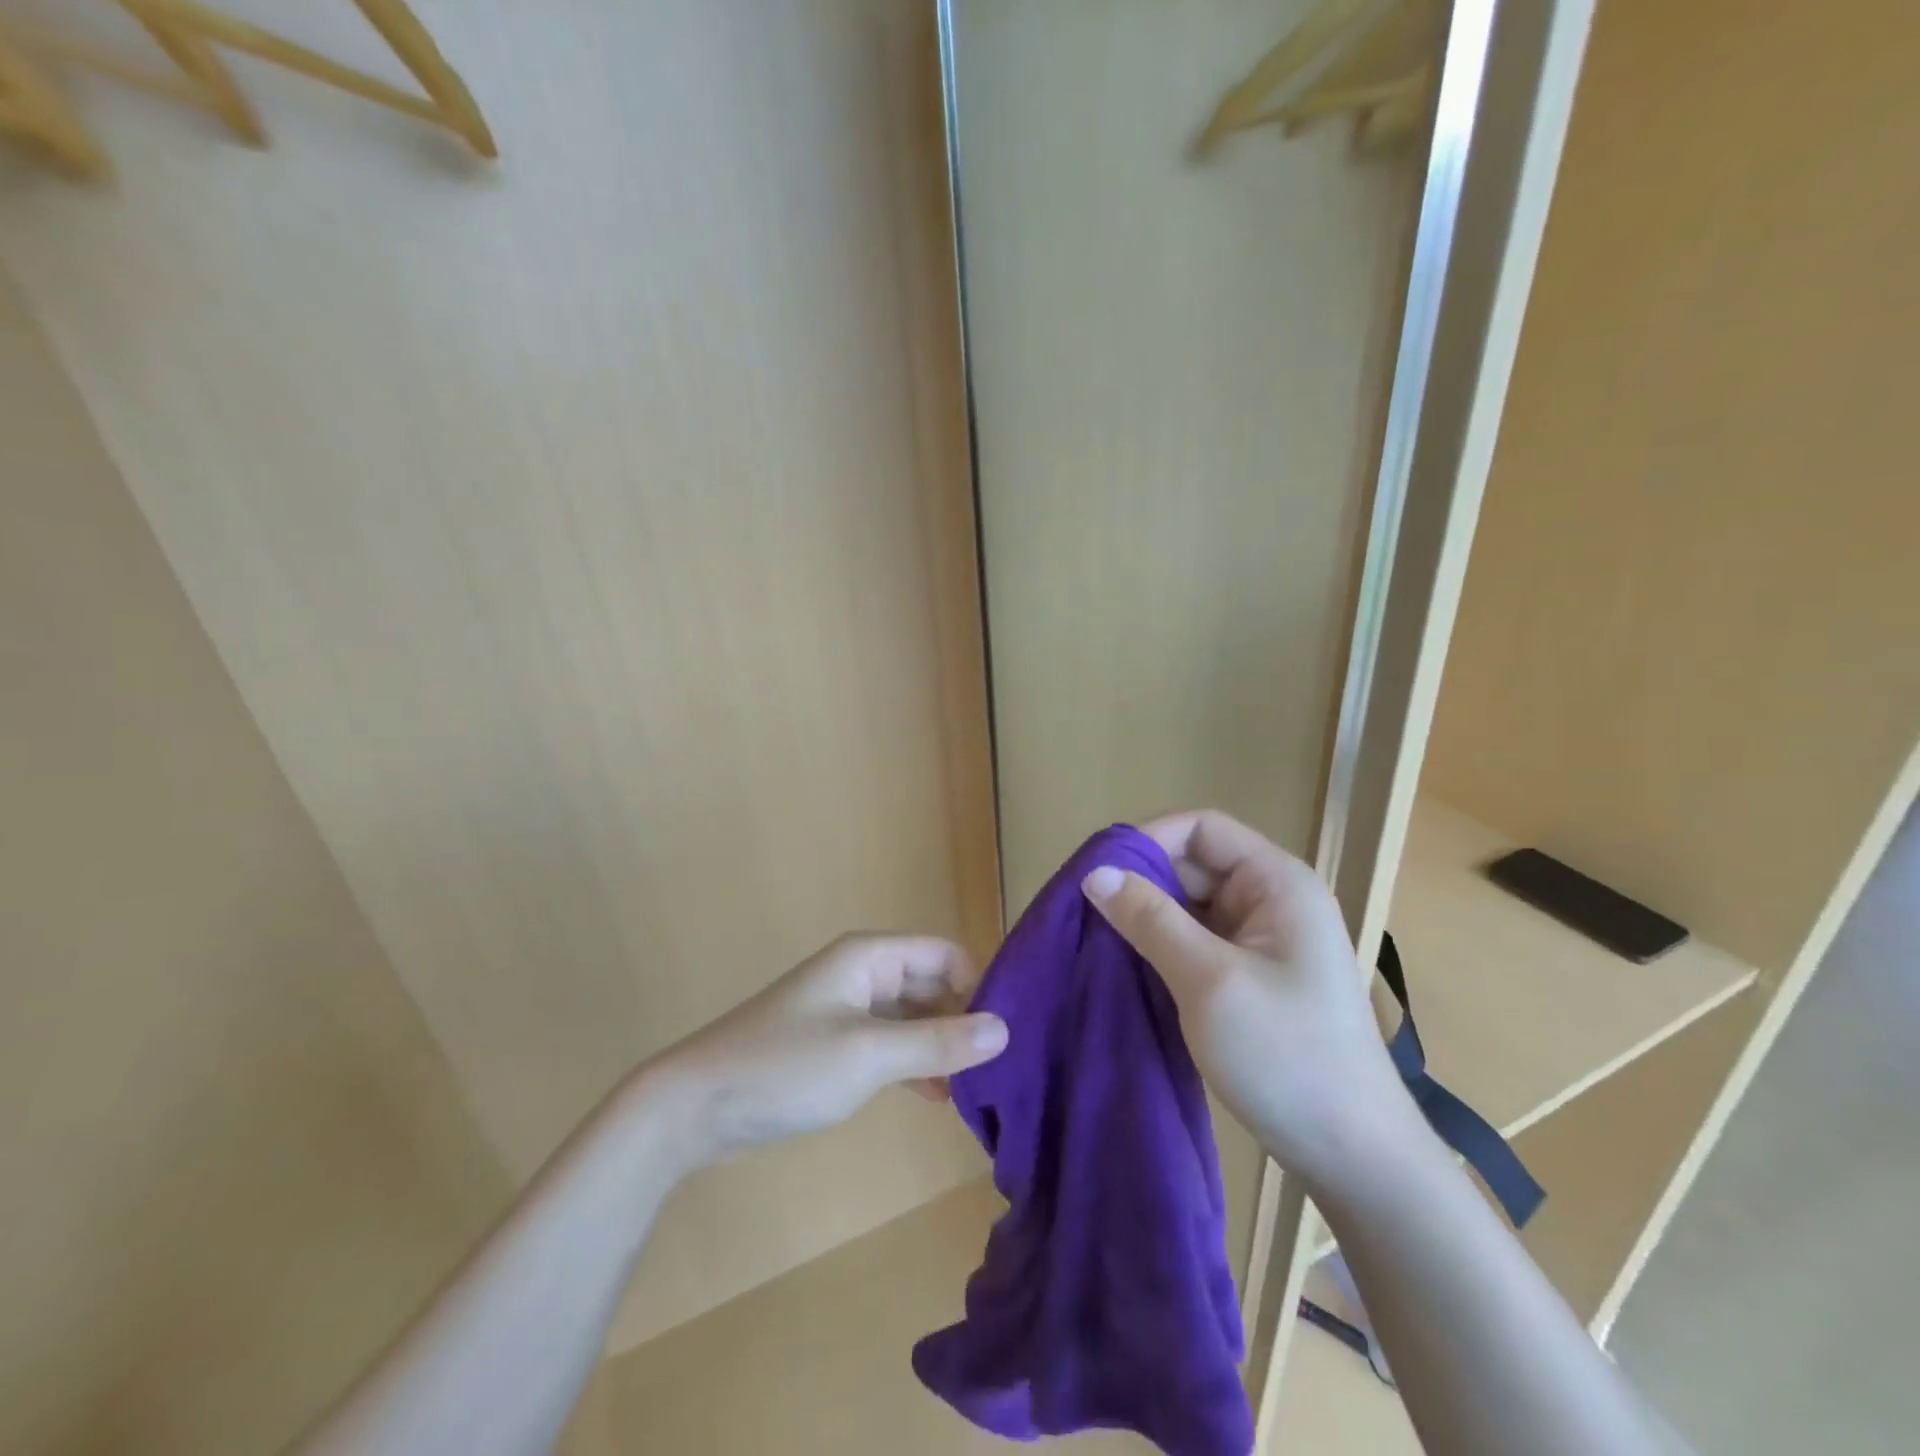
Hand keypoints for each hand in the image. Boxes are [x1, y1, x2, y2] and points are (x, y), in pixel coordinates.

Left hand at [655, 934, 1008, 1165]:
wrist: (697, 1106)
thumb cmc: (786, 1066)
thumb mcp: (869, 1054)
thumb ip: (938, 1042)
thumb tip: (1004, 1030)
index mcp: (870, 956)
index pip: (945, 954)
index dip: (978, 987)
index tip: (1004, 1036)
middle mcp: (863, 973)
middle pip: (932, 984)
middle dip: (962, 1020)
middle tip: (998, 1070)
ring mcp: (848, 1009)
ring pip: (913, 1017)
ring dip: (940, 1046)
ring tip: (976, 1090)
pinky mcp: (836, 1043)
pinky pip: (891, 1043)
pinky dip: (915, 1064)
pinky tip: (937, 1097)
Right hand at [1081, 810, 1412, 1189]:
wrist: (1353, 1157)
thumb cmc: (1287, 1056)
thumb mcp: (1209, 980)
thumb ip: (1150, 919)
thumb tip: (1094, 873)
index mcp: (1276, 882)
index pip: (1201, 828)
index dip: (1149, 840)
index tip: (1100, 874)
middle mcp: (1272, 899)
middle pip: (1193, 864)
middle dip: (1141, 883)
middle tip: (1087, 914)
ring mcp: (1263, 940)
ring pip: (1189, 905)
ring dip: (1147, 918)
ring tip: (1098, 941)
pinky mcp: (1251, 976)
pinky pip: (1196, 941)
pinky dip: (1161, 948)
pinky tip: (1128, 968)